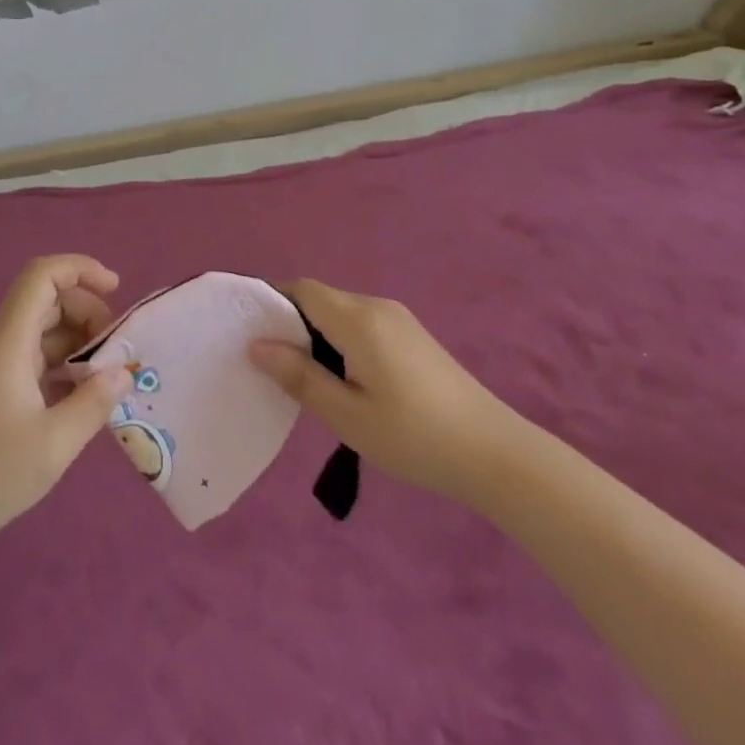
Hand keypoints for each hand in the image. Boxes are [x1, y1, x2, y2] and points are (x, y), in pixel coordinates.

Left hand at [0, 255, 132, 548]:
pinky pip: (37, 358)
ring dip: (79, 341)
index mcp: (10, 340)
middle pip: (48, 300)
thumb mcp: (55, 442)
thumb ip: (95, 402)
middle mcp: (1, 342)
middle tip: (117, 348)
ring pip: (44, 330)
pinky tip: (84, 397)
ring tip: (107, 376)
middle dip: (88, 311)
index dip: (81, 269)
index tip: (116, 289)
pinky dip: (65, 365)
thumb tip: (124, 373)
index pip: (43, 276)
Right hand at [249, 279, 519, 500]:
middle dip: (291, 323)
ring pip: (341, 314)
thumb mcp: (348, 416)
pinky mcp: (413, 338)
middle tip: (271, 364)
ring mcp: (399, 321)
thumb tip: (257, 345)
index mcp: (359, 320)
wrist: (496, 454)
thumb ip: (300, 377)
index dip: (271, 302)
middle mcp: (378, 308)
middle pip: (321, 299)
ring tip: (303, 379)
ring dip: (316, 335)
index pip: (303, 290)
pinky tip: (342, 381)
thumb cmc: (414, 437)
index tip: (249, 332)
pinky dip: (340, 342)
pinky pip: (362, 326)